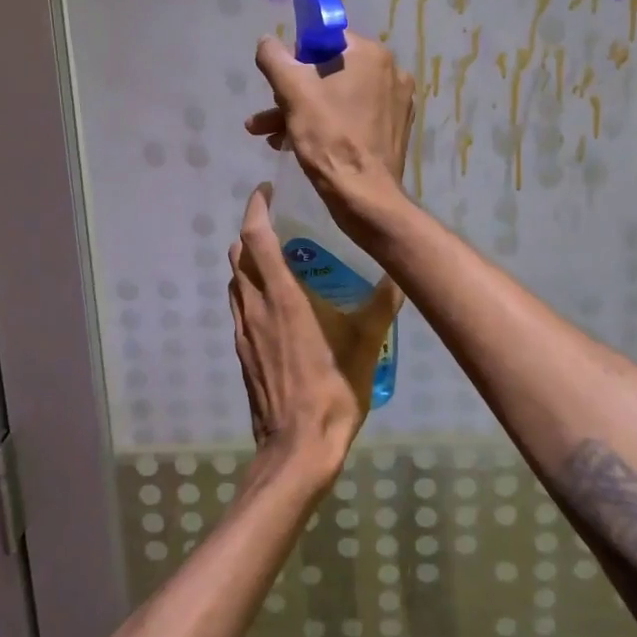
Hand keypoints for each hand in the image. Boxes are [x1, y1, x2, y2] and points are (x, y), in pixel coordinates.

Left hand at [228, 185, 401, 482]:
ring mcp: (243, 330)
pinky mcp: (241, 351)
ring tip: (276, 257)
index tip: (266, 190)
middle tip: (278, 222)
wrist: (296, 446)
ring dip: (246, 261)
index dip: (256, 208)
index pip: (256, 238)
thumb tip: (401, 275)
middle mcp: (255, 306)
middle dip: (251, 231)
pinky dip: (248, 290)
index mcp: (281, 296)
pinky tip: (274, 302)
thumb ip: (382, 306)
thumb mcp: (365, 345)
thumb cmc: (331, 391)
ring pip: (234, 281)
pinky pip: (238, 307)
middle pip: (238, 254)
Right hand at [245, 32, 416, 229]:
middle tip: (266, 117)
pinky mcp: (392, 129)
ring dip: (301, 113)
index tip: (280, 84)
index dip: (296, 59)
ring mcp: (395, 102)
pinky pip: (352, 117)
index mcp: (371, 55)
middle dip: (292, 93)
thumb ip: (275, 59)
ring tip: (270, 136)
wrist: (364, 197)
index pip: (325, 39)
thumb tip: (267, 40)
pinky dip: (325, 125)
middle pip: (329, 71)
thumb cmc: (330, 139)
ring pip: (337, 97)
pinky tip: (296, 145)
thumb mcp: (293, 93)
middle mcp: (390, 72)